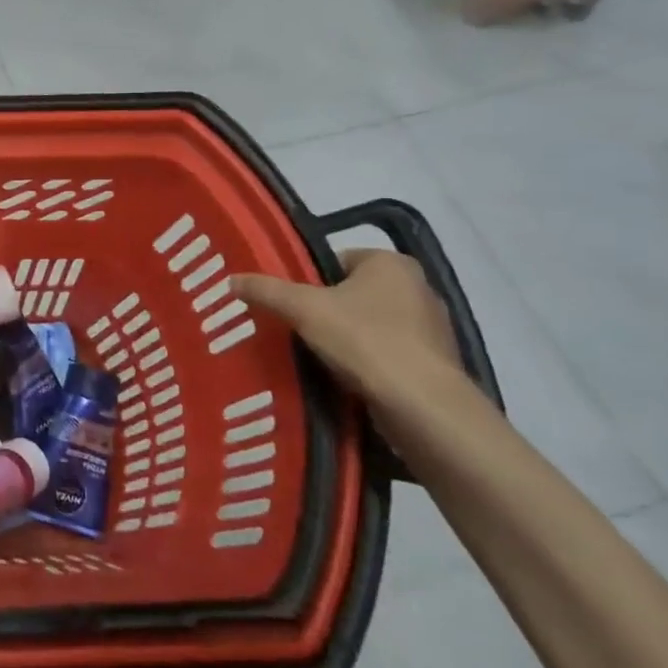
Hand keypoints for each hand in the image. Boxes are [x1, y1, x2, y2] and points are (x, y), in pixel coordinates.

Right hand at [231, 250, 467, 420]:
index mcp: (391, 262)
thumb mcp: (303, 309)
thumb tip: (230, 279)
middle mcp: (418, 287)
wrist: (423, 406)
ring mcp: (432, 327)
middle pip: (353, 292)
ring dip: (347, 338)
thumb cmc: (365, 340)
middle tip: (296, 329)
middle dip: (326, 310)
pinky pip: (389, 352)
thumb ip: (266, 291)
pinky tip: (346, 377)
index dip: (307, 281)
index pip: (335, 261)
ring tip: (317, 356)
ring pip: (371, 324)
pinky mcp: (436, 363)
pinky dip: (368, 362)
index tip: (289, 304)